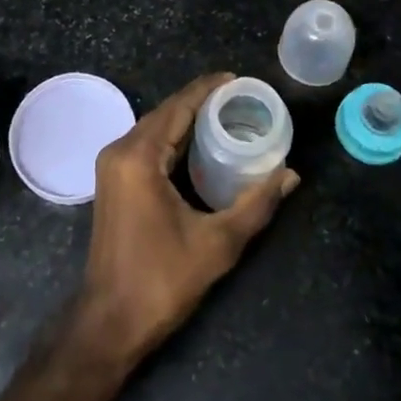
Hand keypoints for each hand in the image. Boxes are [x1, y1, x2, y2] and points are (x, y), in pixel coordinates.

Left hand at [73, 73, 298, 367]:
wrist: (109, 322)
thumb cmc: (161, 280)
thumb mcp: (217, 243)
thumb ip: (256, 204)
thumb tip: (290, 174)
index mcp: (138, 156)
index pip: (178, 106)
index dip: (207, 88)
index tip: (238, 78)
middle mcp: (120, 151)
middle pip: (165, 112)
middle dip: (200, 101)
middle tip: (240, 97)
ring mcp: (112, 166)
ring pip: (155, 127)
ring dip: (187, 118)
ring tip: (226, 113)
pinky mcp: (114, 181)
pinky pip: (146, 144)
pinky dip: (173, 137)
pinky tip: (200, 142)